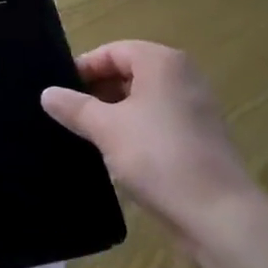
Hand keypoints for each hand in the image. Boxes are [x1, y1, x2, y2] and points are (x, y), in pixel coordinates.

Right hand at [40, 40, 260, 248]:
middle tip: (68, 114)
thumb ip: (75, 107)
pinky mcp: (201, 138)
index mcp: (162, 62)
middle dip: (97, 92)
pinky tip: (117, 154)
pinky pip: (159, 121)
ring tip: (87, 135)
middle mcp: (182, 76)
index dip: (83, 69)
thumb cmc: (158, 157)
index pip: (112, 51)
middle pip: (129, 72)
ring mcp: (196, 107)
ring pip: (143, 99)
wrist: (220, 216)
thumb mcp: (106, 129)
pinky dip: (136, 130)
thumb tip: (47, 93)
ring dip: (115, 113)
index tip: (59, 92)